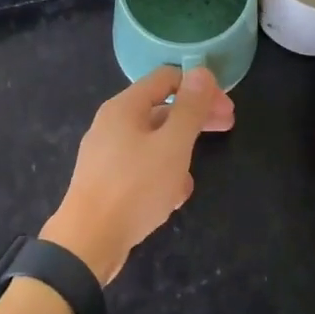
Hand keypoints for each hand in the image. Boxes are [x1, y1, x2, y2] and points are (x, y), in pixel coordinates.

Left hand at [43, 66, 234, 284]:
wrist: (88, 242)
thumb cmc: (134, 188)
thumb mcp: (172, 146)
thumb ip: (190, 109)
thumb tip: (201, 72)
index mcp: (125, 107)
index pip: (167, 78)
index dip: (200, 88)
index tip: (226, 110)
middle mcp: (112, 123)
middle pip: (161, 109)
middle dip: (195, 119)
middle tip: (227, 129)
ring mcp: (107, 153)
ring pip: (153, 142)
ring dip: (179, 154)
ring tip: (190, 180)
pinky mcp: (107, 181)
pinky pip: (142, 168)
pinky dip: (161, 175)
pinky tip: (172, 198)